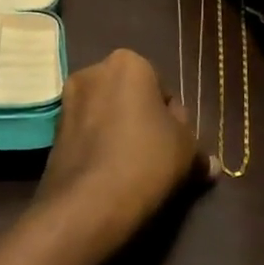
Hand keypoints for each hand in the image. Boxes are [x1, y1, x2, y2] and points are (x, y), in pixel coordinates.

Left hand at [35, 50, 213, 247]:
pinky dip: (99, 146)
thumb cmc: (147, 159)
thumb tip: (211, 165)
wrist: (90, 201)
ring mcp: (68, 100)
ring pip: (106, 114)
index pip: (162, 88)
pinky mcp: (53, 130)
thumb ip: (198, 150)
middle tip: (157, 155)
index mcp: (128, 62)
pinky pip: (87, 133)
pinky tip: (110, 173)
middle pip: (130, 97)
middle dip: (142, 120)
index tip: (176, 145)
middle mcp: (93, 71)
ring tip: (134, 168)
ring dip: (119, 133)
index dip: (173, 119)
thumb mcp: (186, 151)